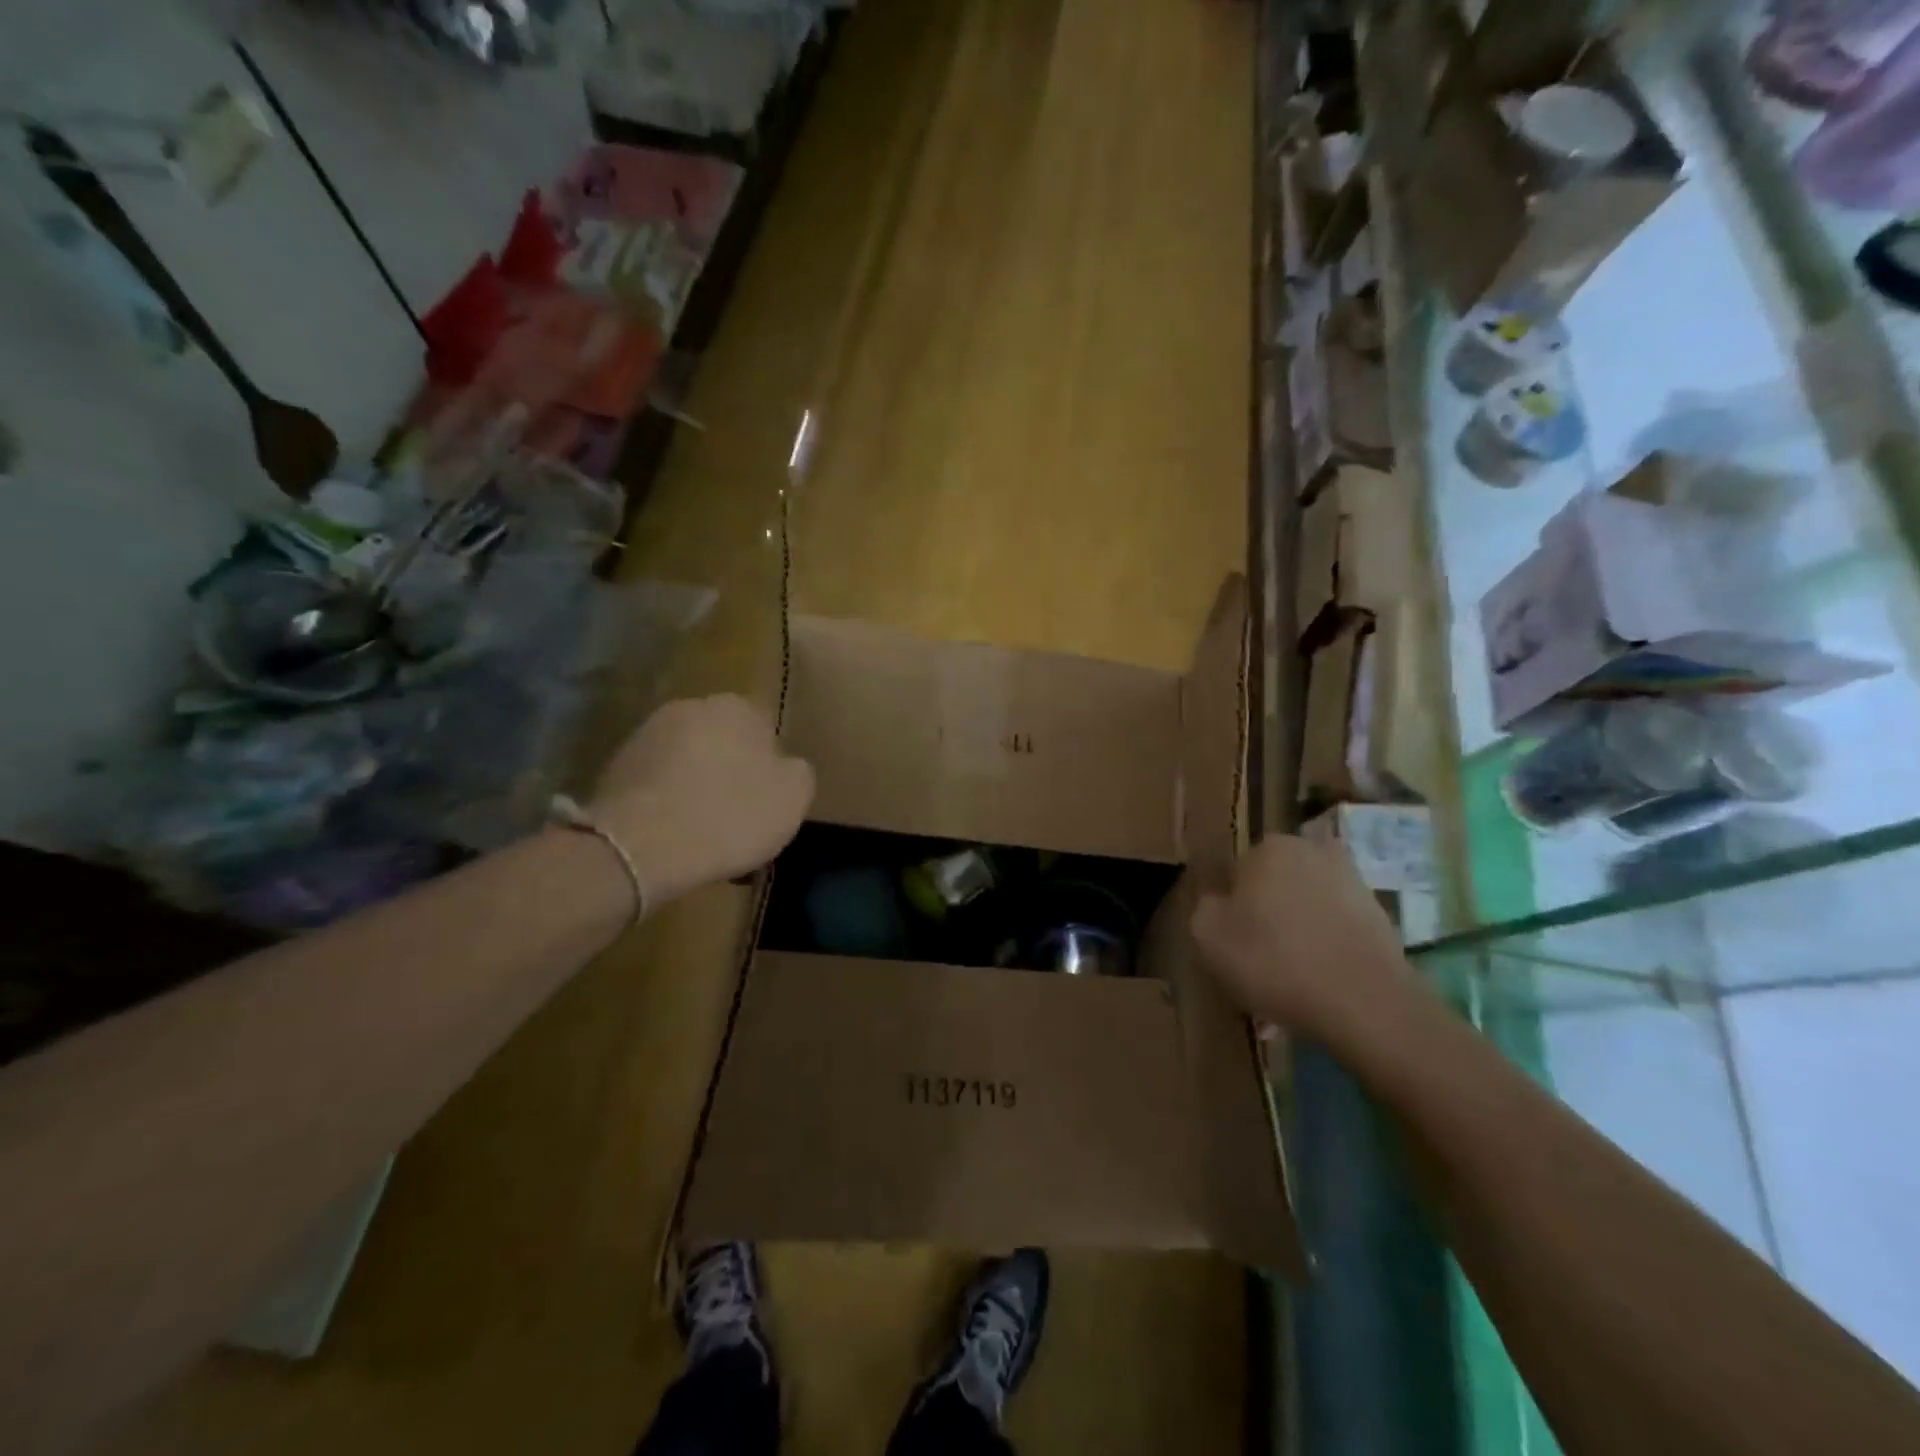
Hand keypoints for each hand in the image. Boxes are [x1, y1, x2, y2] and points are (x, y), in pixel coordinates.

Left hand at [590, 695, 813, 906]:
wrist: (641, 847)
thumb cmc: (730, 814)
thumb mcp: (794, 796)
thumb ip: (797, 771)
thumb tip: (785, 766)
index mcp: (737, 707)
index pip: (764, 729)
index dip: (769, 766)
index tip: (768, 799)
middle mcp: (689, 707)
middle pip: (722, 743)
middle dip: (730, 772)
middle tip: (739, 814)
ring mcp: (646, 735)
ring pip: (687, 763)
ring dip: (696, 787)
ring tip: (704, 832)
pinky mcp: (615, 768)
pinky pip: (656, 785)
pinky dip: (666, 804)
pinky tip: (674, 837)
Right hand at [1191, 835, 1418, 1038]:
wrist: (1365, 1001)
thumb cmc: (1275, 960)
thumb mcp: (1208, 936)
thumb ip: (1204, 908)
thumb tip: (1219, 903)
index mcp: (1268, 848)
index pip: (1235, 874)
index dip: (1230, 909)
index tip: (1232, 941)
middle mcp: (1311, 851)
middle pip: (1274, 885)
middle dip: (1266, 914)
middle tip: (1259, 958)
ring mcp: (1352, 881)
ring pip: (1307, 906)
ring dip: (1297, 931)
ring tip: (1291, 977)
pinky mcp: (1380, 914)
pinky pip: (1336, 927)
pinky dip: (1327, 946)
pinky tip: (1321, 980)